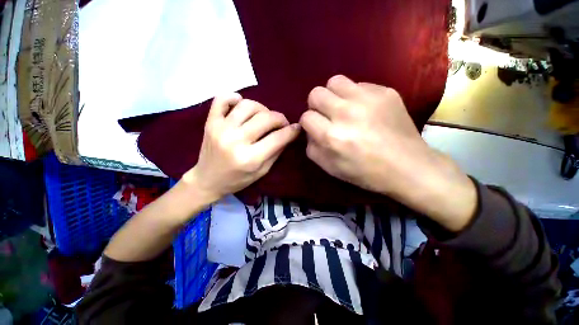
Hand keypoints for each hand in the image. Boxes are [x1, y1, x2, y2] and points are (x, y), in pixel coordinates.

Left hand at [182, 94, 299, 202]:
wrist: (207, 180)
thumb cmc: (237, 180)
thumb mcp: (262, 172)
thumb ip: (276, 152)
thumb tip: (288, 134)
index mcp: (250, 158)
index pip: (278, 138)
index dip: (292, 131)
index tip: (297, 128)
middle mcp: (235, 141)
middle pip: (265, 118)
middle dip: (280, 118)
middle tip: (282, 124)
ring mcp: (220, 129)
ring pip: (247, 105)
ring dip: (262, 109)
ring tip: (263, 117)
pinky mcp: (210, 122)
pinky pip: (221, 99)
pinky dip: (234, 98)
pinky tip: (241, 104)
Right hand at [300, 75, 476, 231]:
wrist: (407, 166)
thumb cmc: (365, 172)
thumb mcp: (330, 167)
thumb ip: (312, 148)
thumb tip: (310, 131)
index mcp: (332, 136)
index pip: (306, 117)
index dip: (308, 123)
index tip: (316, 128)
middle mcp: (346, 114)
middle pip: (316, 94)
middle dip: (316, 106)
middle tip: (327, 116)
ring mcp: (367, 99)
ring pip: (335, 82)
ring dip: (333, 95)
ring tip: (342, 107)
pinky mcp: (385, 92)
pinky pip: (359, 85)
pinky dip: (355, 96)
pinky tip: (364, 109)